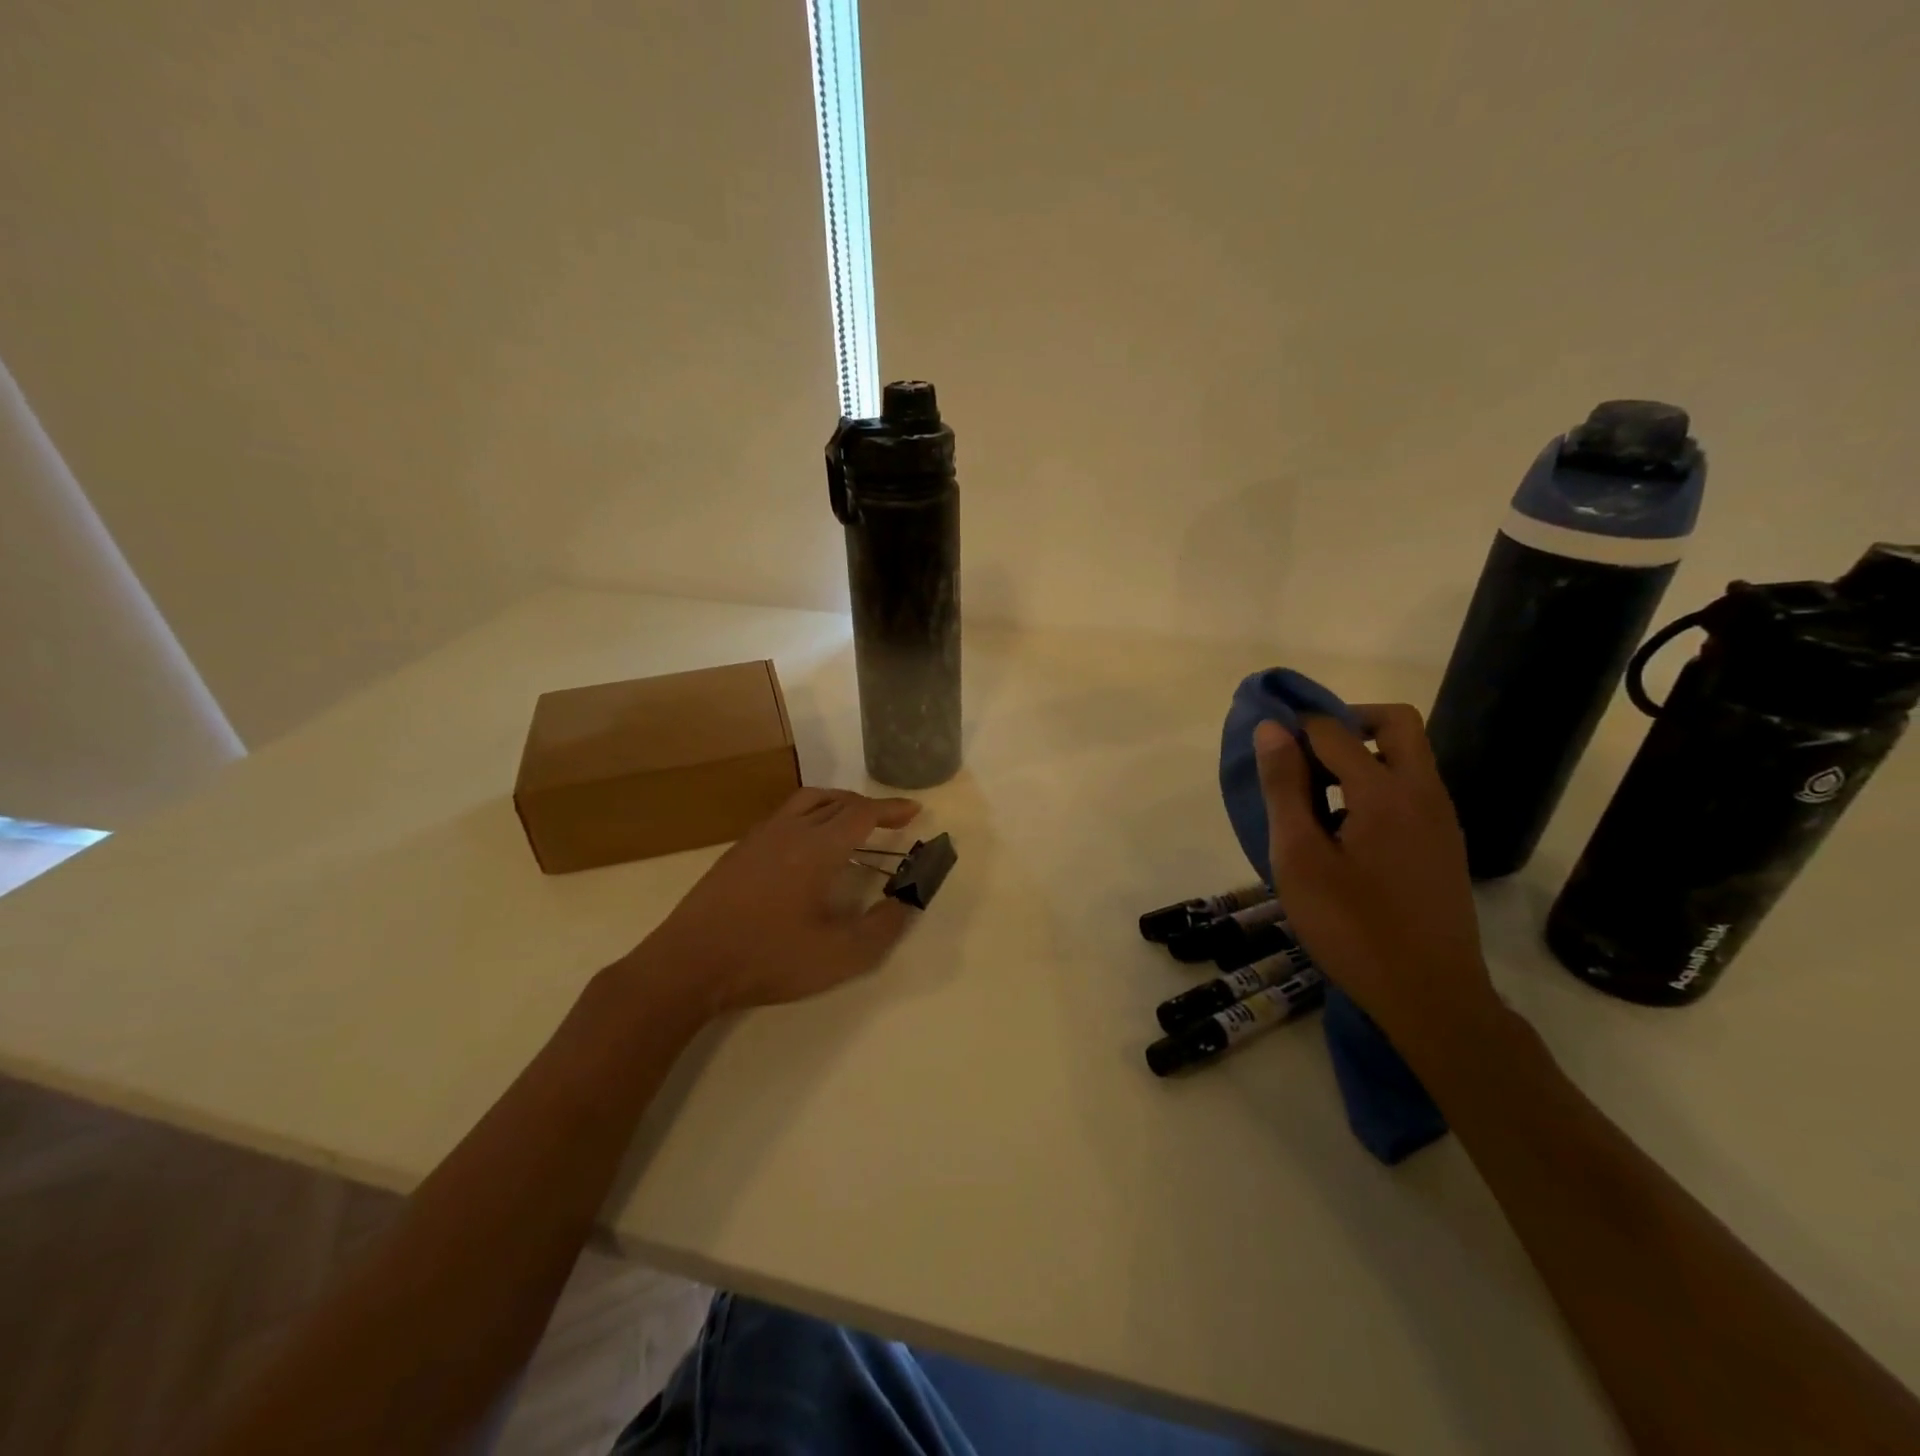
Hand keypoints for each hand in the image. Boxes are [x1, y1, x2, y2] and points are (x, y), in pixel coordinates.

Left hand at [629, 787, 923, 1017]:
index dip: (891, 809)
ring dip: (837, 803)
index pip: (863, 813)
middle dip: (868, 806)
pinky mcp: (738, 851)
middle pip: (836, 801)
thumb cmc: (769, 958)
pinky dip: (809, 815)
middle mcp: (790, 830)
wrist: (689, 964)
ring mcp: (759, 837)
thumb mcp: (839, 955)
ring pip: (806, 802)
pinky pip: (784, 815)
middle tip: (889, 819)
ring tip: (851, 820)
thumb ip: (882, 928)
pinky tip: (806, 843)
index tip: (914, 810)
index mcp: (818, 847)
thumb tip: (906, 902)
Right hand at [1253, 705, 1499, 1058]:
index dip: (1296, 726)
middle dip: (1345, 722)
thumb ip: (1284, 788)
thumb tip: (1271, 729)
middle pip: (1394, 724)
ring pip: (1406, 757)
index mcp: (1386, 792)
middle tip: (1302, 752)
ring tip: (1312, 798)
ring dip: (1361, 755)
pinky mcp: (1444, 845)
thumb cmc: (1352, 927)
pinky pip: (1410, 791)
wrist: (1430, 997)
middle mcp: (1423, 793)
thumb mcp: (1299, 857)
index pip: (1335, 730)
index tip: (1264, 743)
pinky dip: (1376, 786)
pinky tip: (1342, 833)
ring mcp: (1441, 820)